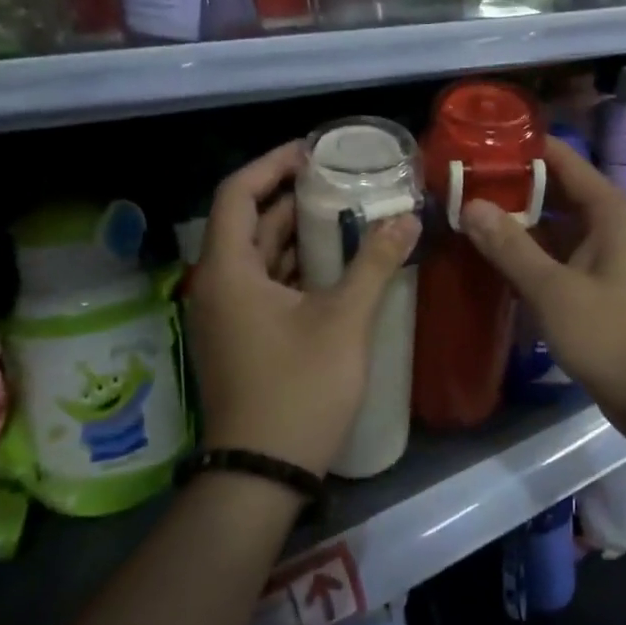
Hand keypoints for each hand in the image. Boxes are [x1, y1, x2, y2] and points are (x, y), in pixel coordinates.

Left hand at [186, 141, 420, 475]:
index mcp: (228, 270)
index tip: (314, 151)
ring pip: (259, 255)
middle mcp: (218, 285)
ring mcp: (227, 314)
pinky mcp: (241, 336)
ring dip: (299, 233)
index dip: (272, 164)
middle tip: (342, 180)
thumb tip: (408, 218)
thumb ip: (375, 264)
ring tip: (348, 213)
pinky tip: (337, 264)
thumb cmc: (298, 389)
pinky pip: (265, 283)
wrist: (262, 473)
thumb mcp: (343, 321)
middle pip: (249, 221)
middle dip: (294, 197)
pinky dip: (296, 266)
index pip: (237, 193)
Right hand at [459, 136, 625, 444]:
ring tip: (470, 217)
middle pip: (560, 194)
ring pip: (559, 230)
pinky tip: (496, 262)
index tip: (480, 144)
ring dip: (521, 226)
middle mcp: (612, 228)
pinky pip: (562, 260)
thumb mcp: (555, 291)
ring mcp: (608, 260)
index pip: (565, 162)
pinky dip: (533, 258)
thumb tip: (472, 205)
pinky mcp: (602, 290)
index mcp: (611, 214)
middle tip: (463, 184)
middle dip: (515, 190)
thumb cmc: (614, 337)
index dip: (525, 150)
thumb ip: (511, 247)